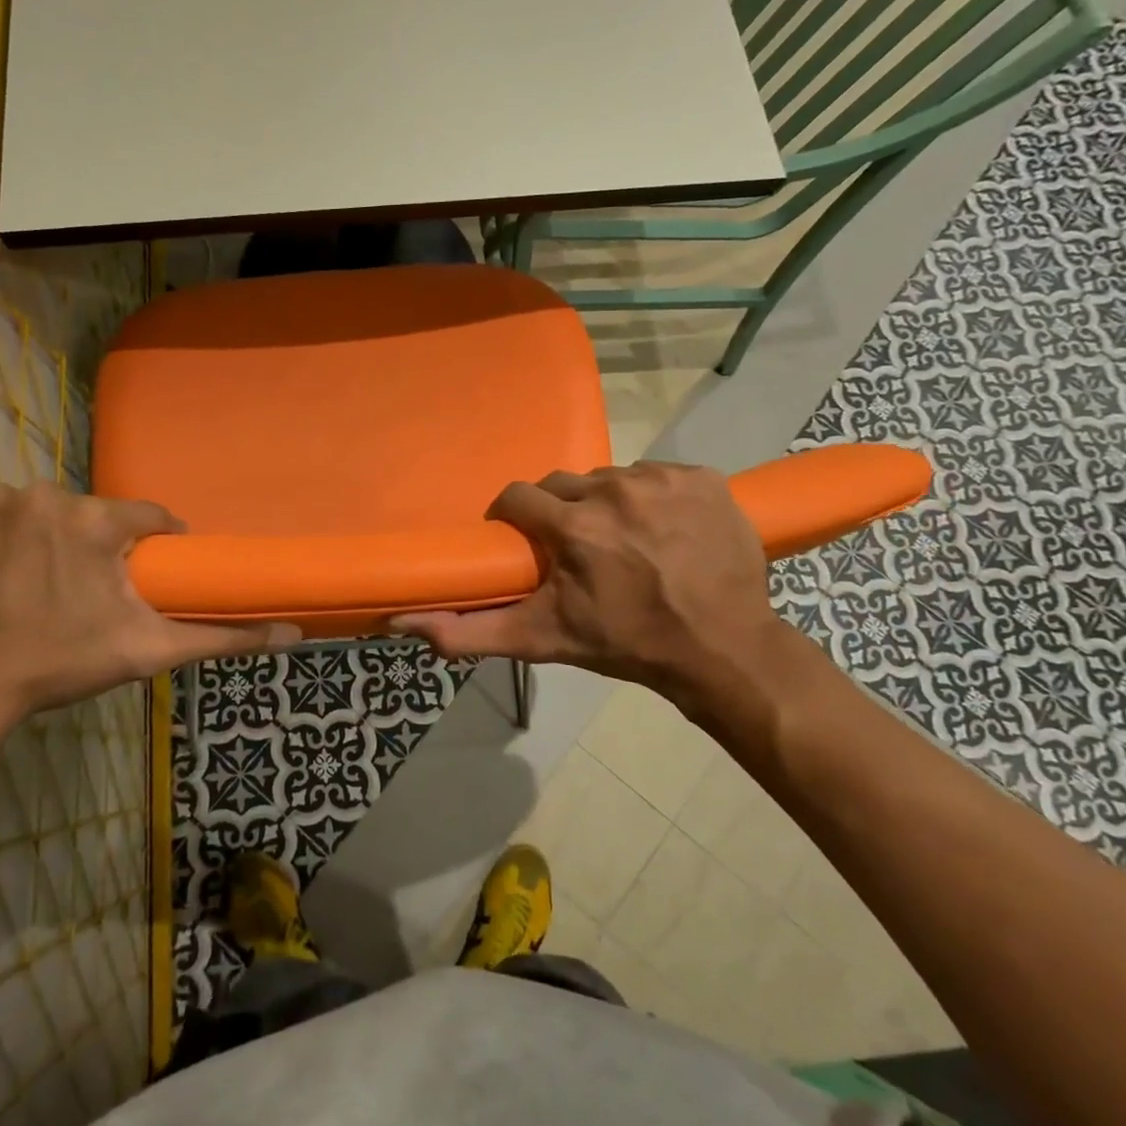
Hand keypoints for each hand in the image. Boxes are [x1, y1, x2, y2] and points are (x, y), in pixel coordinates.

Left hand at [0, 485, 297, 737]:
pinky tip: (0, 574)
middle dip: (97, 548)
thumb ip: (223, 638)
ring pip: (44, 514)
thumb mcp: (148, 650)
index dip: (154, 544)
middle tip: (88, 593)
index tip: (147, 573)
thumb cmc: (60, 664)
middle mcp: (45, 495)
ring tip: (41, 588)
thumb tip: (293, 634)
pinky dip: (3, 538)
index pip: (147, 517)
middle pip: (91, 516)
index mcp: (96, 519)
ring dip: (49, 541)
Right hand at [394, 463, 799, 735]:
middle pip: (565, 485)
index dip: (516, 519)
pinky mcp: (704, 477)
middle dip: (562, 513)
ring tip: (624, 542)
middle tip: (578, 550)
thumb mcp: (544, 640)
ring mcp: (664, 480)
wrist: (722, 650)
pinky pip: (657, 475)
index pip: (519, 497)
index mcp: (574, 526)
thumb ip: (470, 632)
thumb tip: (403, 623)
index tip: (527, 542)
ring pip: (611, 478)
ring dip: (608, 505)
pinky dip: (653, 498)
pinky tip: (664, 531)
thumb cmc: (627, 644)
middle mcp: (616, 490)